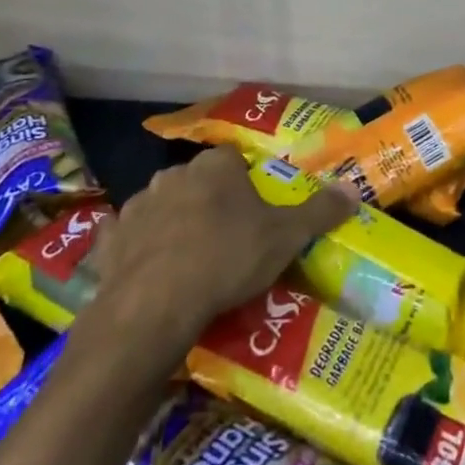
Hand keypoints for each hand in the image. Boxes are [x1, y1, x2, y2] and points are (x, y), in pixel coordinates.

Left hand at [73, 148, 354, 360]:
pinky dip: (136, 246)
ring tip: (191, 258)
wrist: (155, 306)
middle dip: (210, 200)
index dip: (246, 181)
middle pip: (198, 180)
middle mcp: (174, 174)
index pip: (234, 159)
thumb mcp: (285, 237)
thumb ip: (319, 211)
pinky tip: (147, 268)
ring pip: (162, 205)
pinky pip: (127, 236)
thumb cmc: (226, 258)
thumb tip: (353, 190)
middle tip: (228, 236)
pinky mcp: (110, 240)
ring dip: (174, 221)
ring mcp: (138, 205)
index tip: (256, 210)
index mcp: (215, 167)